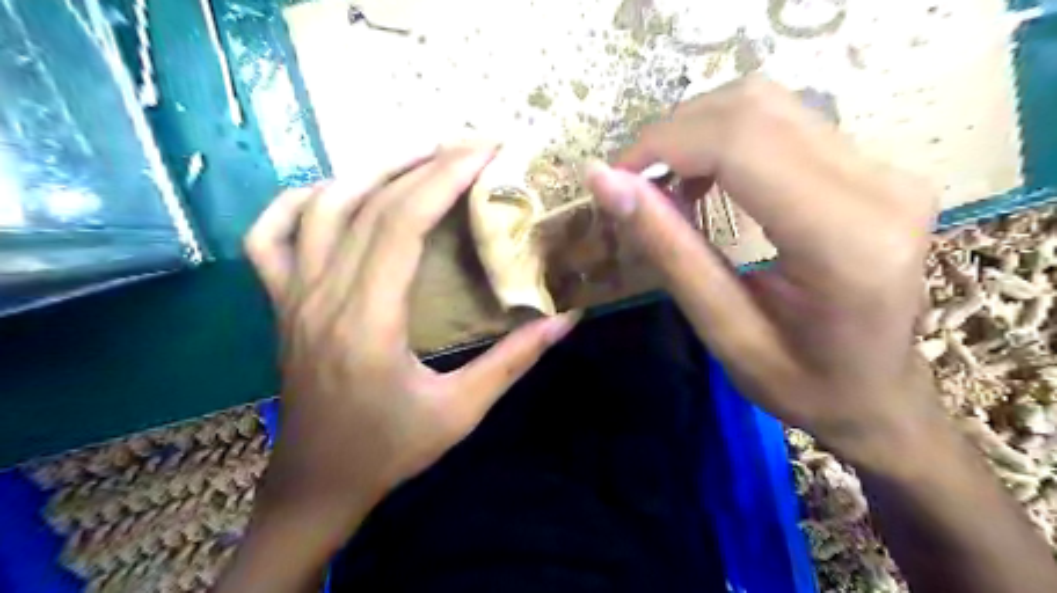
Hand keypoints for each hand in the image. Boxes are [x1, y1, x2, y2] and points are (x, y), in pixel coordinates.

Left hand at [241, 141, 575, 532]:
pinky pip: (269, 236)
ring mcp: (292, 296)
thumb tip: (566, 319)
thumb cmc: (389, 450)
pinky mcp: (280, 303)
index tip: (485, 151)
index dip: (444, 178)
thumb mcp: (461, 411)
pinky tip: (335, 192)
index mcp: (367, 322)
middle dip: (424, 162)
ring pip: (321, 207)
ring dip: (372, 170)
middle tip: (470, 145)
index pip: (402, 223)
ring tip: (420, 156)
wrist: (318, 483)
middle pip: (369, 204)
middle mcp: (323, 296)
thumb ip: (514, 361)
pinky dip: (298, 201)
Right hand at [586, 76, 941, 466]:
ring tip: (665, 183)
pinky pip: (785, 121)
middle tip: (633, 183)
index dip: (664, 145)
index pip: (741, 143)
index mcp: (845, 241)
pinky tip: (705, 178)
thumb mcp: (722, 330)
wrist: (880, 394)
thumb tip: (604, 182)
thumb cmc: (802, 384)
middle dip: (674, 134)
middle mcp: (880, 186)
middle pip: (755, 108)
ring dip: (697, 133)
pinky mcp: (876, 167)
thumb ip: (668, 250)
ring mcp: (886, 169)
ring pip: (768, 103)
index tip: (616, 179)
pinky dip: (725, 138)